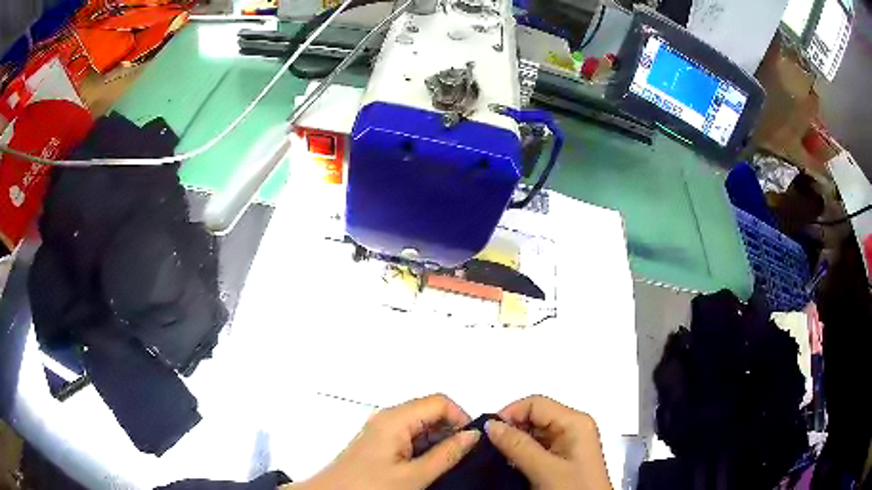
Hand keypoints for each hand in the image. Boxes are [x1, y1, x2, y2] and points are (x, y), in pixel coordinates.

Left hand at [290, 394, 480, 489]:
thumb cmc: (372, 486)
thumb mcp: (415, 476)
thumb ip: (447, 454)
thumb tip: (473, 435)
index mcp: (395, 418)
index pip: (440, 401)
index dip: (460, 418)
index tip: (470, 444)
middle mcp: (388, 416)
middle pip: (430, 411)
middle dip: (450, 430)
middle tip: (459, 458)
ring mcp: (382, 428)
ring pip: (421, 424)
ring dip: (437, 441)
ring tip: (444, 465)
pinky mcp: (378, 441)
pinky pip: (409, 435)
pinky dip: (423, 447)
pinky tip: (426, 466)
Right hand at [485, 396, 611, 489]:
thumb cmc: (572, 489)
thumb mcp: (544, 469)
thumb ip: (518, 446)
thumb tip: (490, 424)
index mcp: (575, 422)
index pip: (535, 404)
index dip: (510, 414)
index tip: (487, 435)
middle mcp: (573, 426)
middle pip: (535, 416)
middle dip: (511, 429)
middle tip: (489, 448)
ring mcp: (569, 442)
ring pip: (534, 432)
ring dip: (515, 443)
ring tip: (498, 458)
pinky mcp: (564, 456)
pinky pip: (538, 446)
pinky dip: (522, 453)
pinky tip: (512, 465)